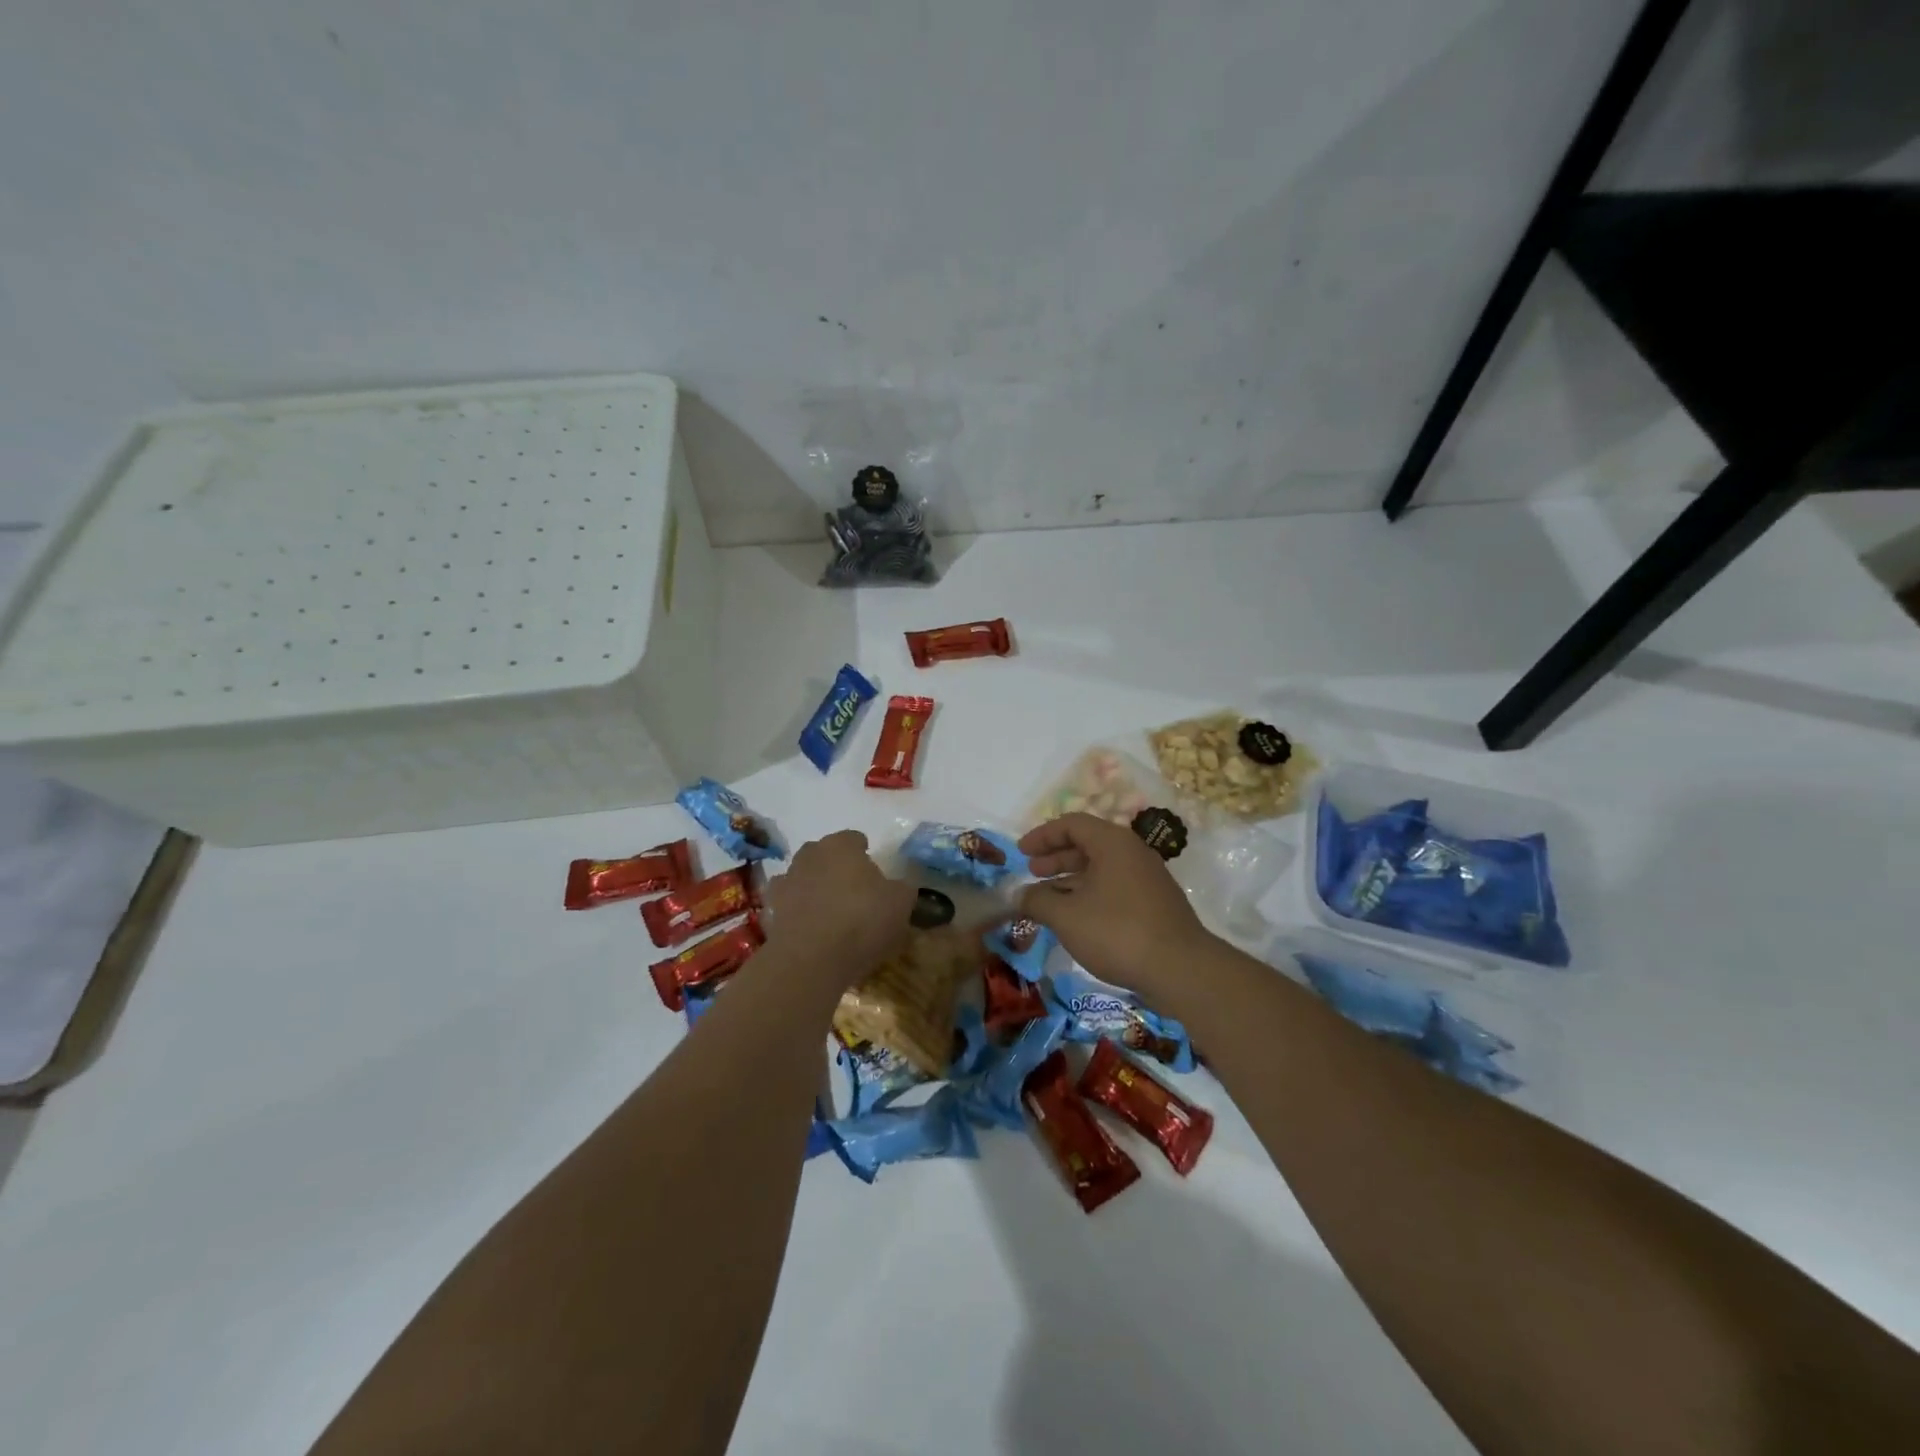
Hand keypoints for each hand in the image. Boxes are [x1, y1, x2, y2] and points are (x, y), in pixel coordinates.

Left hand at [763, 830, 915, 985]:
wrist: (812, 959)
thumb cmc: (862, 921)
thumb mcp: (901, 903)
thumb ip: (902, 888)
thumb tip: (898, 887)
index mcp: (841, 845)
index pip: (854, 838)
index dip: (865, 853)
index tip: (875, 873)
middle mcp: (810, 855)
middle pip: (825, 854)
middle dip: (837, 867)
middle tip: (854, 891)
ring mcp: (786, 881)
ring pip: (804, 877)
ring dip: (815, 888)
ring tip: (832, 913)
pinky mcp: (771, 910)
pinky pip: (789, 905)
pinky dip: (799, 912)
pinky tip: (812, 930)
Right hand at [1017, 813, 1211, 999]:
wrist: (1181, 969)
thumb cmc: (1117, 932)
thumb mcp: (1066, 916)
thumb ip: (1037, 900)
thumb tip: (1018, 895)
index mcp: (1113, 843)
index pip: (1072, 824)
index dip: (1042, 836)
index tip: (1021, 852)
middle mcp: (1132, 853)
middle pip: (1088, 844)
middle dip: (1056, 857)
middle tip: (1032, 872)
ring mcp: (1147, 879)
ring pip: (1101, 868)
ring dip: (1071, 879)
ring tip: (1047, 898)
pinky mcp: (1154, 904)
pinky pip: (1114, 887)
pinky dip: (1090, 894)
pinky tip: (1076, 918)